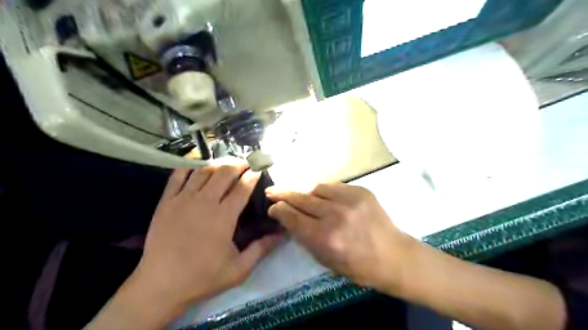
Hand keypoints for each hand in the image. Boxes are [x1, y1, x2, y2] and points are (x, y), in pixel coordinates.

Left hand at [132, 165, 281, 311]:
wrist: (160, 285)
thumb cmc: (202, 277)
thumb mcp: (239, 269)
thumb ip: (261, 249)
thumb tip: (282, 234)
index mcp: (224, 217)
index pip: (243, 187)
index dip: (253, 175)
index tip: (259, 169)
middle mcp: (205, 202)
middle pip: (224, 172)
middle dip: (238, 164)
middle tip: (246, 163)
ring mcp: (183, 199)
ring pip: (203, 170)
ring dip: (218, 163)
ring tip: (227, 162)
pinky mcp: (166, 201)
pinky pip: (178, 175)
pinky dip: (190, 166)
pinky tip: (198, 164)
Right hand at [266, 183, 411, 290]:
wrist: (394, 256)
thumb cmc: (358, 267)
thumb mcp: (325, 260)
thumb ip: (305, 238)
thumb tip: (290, 219)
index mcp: (324, 238)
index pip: (291, 217)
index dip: (278, 210)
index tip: (272, 207)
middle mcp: (335, 215)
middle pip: (300, 198)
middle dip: (282, 194)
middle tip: (272, 191)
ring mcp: (349, 200)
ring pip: (316, 187)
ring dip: (305, 193)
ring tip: (300, 196)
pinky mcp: (361, 191)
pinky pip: (333, 186)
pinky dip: (324, 191)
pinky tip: (322, 197)